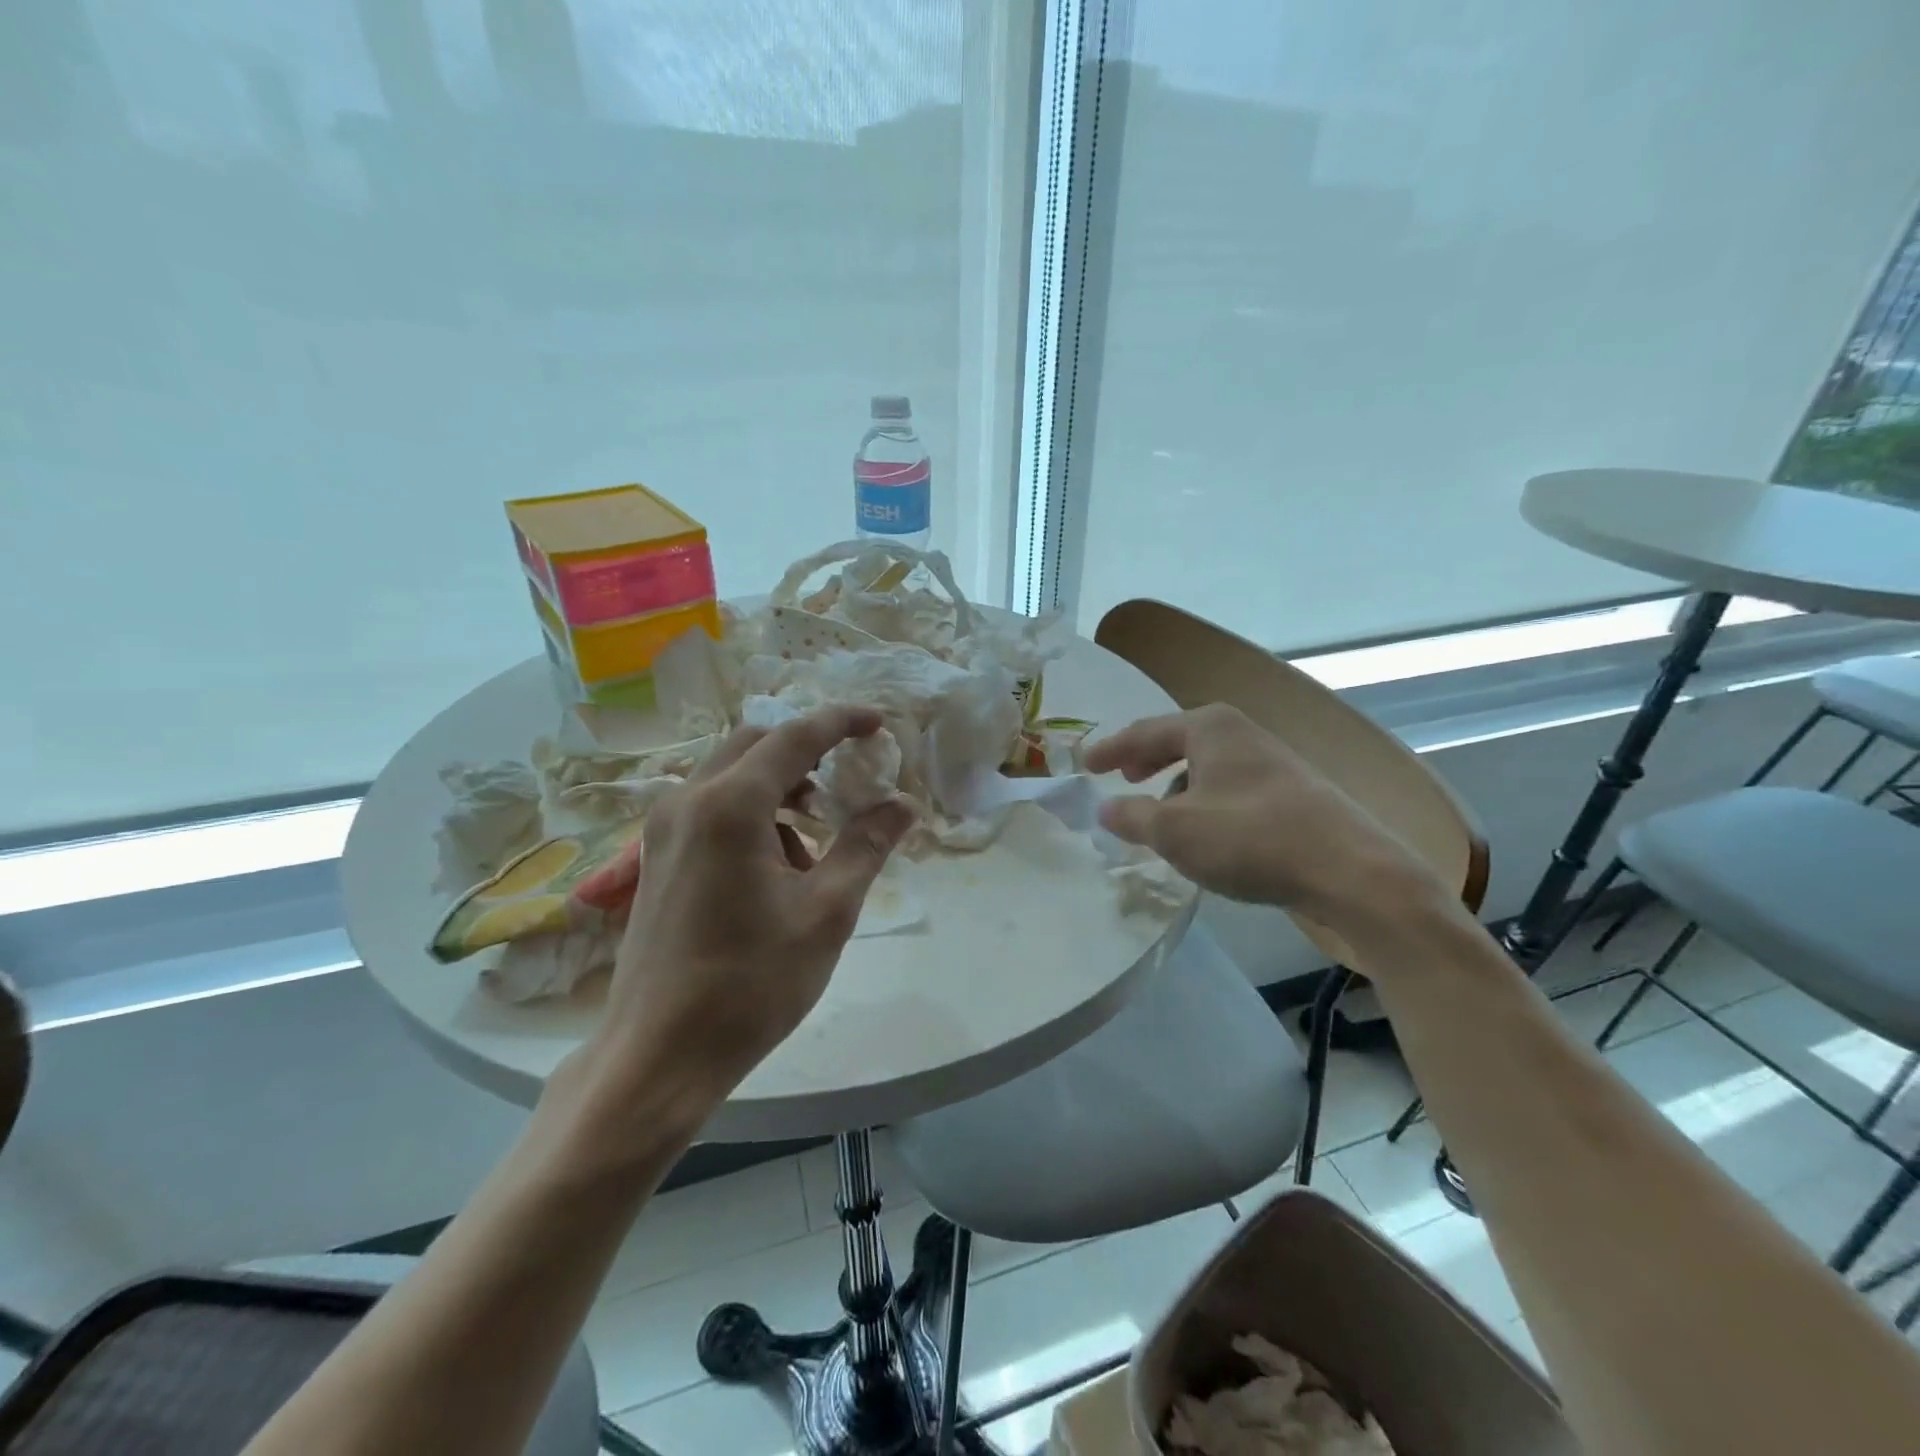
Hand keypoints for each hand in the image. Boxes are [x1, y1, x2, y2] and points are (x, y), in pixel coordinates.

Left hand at [569, 707, 913, 1107]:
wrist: (658, 1055)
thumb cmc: (751, 983)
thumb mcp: (826, 912)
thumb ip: (867, 845)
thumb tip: (904, 805)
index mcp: (730, 804)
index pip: (795, 736)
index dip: (841, 722)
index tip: (879, 723)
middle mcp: (687, 800)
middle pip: (755, 744)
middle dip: (807, 752)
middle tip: (849, 781)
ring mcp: (662, 828)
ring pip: (730, 775)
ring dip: (779, 786)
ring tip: (818, 837)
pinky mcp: (655, 857)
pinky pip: (710, 807)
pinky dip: (751, 813)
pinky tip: (777, 869)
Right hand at [1085, 703, 1442, 932]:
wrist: (1350, 870)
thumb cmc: (1250, 838)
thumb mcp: (1174, 831)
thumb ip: (1131, 816)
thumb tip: (1105, 808)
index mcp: (1209, 728)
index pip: (1144, 731)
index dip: (1110, 750)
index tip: (1085, 766)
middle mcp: (1240, 733)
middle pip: (1178, 741)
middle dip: (1146, 761)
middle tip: (1122, 778)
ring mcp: (1271, 761)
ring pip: (1207, 767)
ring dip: (1177, 786)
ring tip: (1160, 815)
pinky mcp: (1292, 792)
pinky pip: (1230, 788)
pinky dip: (1205, 802)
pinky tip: (1206, 833)